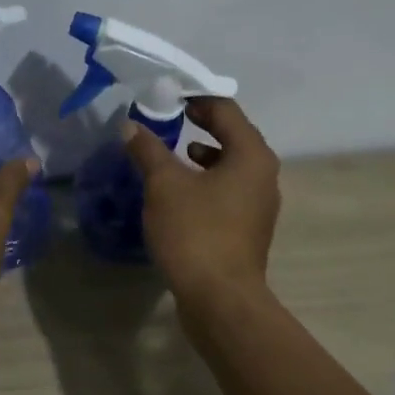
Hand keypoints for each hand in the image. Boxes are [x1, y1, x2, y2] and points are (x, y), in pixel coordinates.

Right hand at [124, 98, 279, 302]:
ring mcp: (259, 204)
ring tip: (173, 152)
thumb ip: (148, 150)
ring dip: (203, 154)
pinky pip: (228, 191)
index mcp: (251, 155)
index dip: (195, 98)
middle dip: (200, 125)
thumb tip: (131, 126)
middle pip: (232, 135)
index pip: (225, 110)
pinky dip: (206, 182)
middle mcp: (263, 174)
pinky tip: (181, 192)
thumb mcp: (164, 185)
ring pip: (231, 165)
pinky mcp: (248, 227)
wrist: (220, 299)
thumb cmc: (196, 233)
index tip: (167, 96)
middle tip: (169, 118)